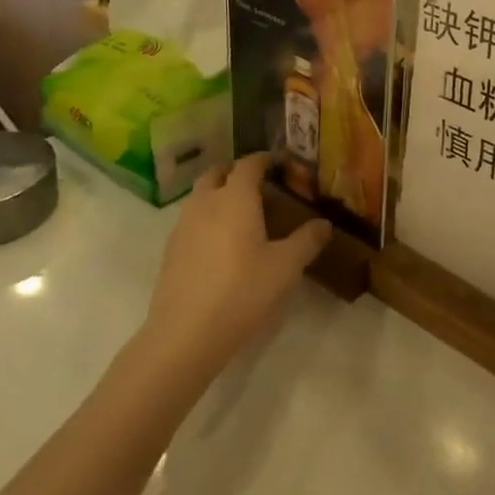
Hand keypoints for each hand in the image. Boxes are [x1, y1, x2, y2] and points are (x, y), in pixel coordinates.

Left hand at [140, 154, 330, 379]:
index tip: (280, 163)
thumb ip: (307, 240)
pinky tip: (221, 245)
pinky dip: (206, 219)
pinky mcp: (171, 251)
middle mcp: (206, 203)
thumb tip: (324, 224)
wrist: (185, 334)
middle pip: (217, 173)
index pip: (249, 164)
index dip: (265, 159)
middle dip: (236, 172)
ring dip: (218, 194)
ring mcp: (183, 226)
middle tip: (258, 185)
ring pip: (200, 196)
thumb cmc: (242, 292)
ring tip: (241, 215)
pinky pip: (191, 220)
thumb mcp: (285, 267)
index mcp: (235, 198)